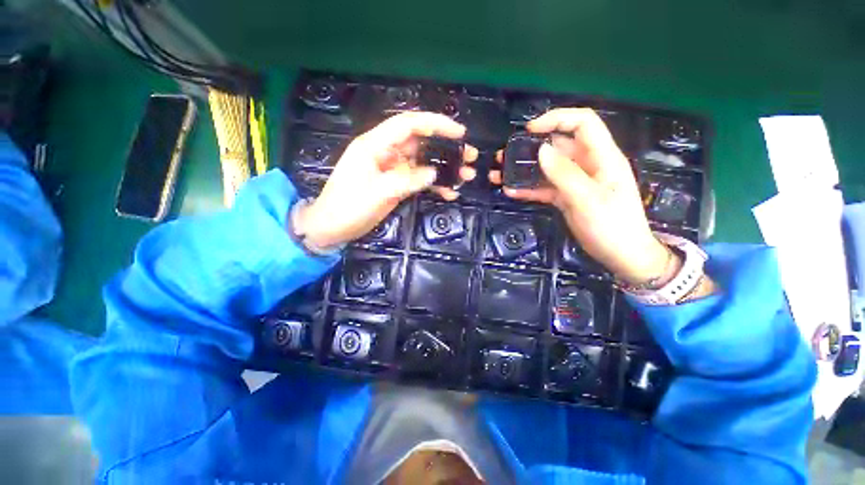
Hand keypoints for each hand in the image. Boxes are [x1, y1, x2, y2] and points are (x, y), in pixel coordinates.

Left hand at [297, 112, 477, 248]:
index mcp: (375, 145)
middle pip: (420, 143)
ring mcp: (392, 170)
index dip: (435, 124)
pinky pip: (418, 180)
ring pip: (423, 163)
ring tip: (466, 177)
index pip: (408, 125)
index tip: (459, 132)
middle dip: (446, 148)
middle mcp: (386, 153)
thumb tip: (434, 173)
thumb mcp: (378, 193)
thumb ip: (407, 180)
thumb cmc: (348, 207)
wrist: (332, 227)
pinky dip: (433, 185)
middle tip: (470, 157)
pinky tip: (449, 193)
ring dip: (444, 169)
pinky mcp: (395, 185)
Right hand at [490, 108, 667, 284]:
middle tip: (504, 156)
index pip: (582, 123)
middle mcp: (588, 164)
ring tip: (500, 173)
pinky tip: (510, 192)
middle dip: (531, 147)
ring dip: (524, 169)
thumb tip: (541, 150)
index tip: (529, 130)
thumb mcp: (587, 199)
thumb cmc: (611, 226)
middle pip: (559, 145)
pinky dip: (528, 188)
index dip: (557, 119)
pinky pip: (545, 187)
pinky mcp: (566, 197)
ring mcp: (575, 182)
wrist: (620, 255)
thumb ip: (564, 174)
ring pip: (547, 167)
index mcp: (602, 157)